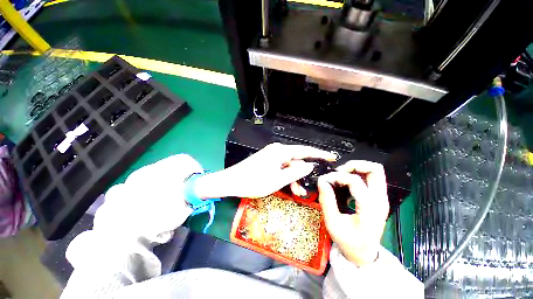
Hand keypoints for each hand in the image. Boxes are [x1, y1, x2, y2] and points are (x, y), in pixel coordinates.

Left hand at [194, 143, 335, 198]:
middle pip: (296, 160)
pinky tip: (287, 186)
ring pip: (288, 166)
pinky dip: (285, 176)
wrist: (231, 181)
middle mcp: (277, 151)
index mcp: (280, 152)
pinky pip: (281, 167)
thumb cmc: (253, 181)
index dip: (318, 153)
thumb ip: (295, 172)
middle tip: (305, 188)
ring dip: (293, 177)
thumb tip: (309, 166)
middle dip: (302, 173)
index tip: (331, 156)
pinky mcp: (267, 161)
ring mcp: (271, 156)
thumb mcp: (277, 180)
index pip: (304, 150)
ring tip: (295, 191)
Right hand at [317, 161, 388, 266]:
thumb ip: (327, 200)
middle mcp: (380, 201)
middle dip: (355, 165)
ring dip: (357, 168)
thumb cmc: (348, 241)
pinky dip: (359, 174)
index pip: (355, 181)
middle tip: (338, 171)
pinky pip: (372, 179)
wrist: (364, 255)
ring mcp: (382, 199)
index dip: (337, 177)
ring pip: (376, 172)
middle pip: (375, 170)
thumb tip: (322, 180)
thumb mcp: (333, 223)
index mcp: (370, 208)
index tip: (325, 180)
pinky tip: (346, 182)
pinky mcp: (379, 199)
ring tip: (341, 174)